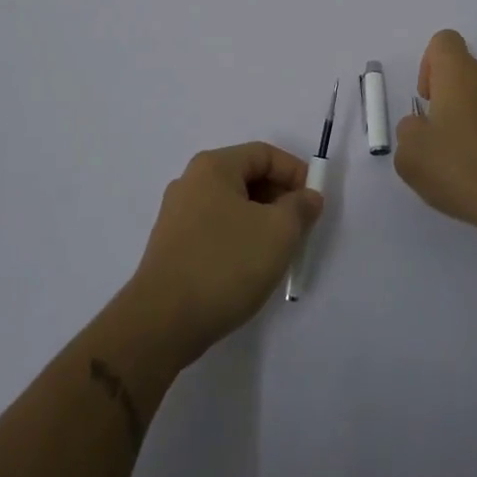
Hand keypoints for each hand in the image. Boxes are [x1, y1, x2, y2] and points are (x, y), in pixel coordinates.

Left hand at [126, 143, 323, 366]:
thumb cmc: (226, 264)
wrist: (163, 322)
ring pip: (232, 206)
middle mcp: (191, 182)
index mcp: (213, 167)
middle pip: (247, 177)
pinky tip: (250, 268)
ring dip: (262, 221)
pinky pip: (216, 229)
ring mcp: (177, 215)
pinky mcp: (173, 245)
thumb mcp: (278, 232)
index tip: (314, 203)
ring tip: (279, 251)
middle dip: (279, 198)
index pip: (264, 154)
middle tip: (301, 228)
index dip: (295, 173)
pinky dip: (240, 238)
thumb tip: (307, 197)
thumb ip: (300, 207)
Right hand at [394, 30, 476, 246]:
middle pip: (472, 72)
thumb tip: (422, 125)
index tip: (429, 101)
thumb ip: (409, 130)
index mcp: (461, 73)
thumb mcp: (411, 157)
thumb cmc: (462, 171)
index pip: (444, 42)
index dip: (430, 65)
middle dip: (459, 97)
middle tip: (450, 137)